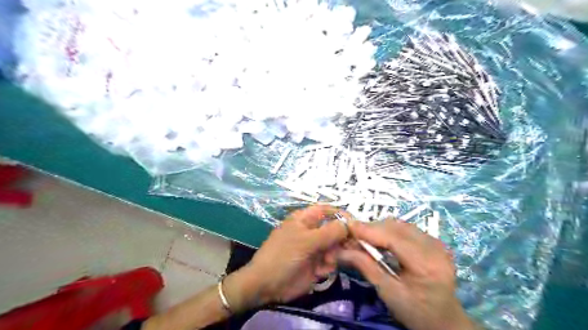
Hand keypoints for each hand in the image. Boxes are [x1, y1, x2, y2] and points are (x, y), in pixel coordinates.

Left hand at [225, 205, 345, 310]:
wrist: (267, 285)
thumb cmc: (283, 256)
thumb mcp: (306, 241)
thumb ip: (329, 232)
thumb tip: (349, 224)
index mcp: (306, 219)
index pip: (328, 210)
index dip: (341, 214)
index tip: (355, 225)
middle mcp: (313, 231)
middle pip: (335, 229)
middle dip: (342, 239)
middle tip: (349, 248)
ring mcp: (315, 248)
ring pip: (336, 246)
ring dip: (335, 254)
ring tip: (326, 263)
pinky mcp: (317, 264)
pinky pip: (331, 261)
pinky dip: (329, 266)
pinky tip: (320, 272)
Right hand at [341, 219, 476, 329]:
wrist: (445, 321)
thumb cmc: (416, 312)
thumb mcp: (388, 293)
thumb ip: (366, 267)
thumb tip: (340, 250)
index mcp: (426, 264)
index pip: (393, 238)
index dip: (369, 230)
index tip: (347, 226)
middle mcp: (435, 247)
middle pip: (396, 227)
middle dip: (372, 229)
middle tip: (352, 236)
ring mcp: (437, 242)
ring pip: (400, 225)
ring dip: (379, 228)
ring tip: (364, 238)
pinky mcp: (434, 241)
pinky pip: (406, 228)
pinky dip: (389, 231)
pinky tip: (380, 240)